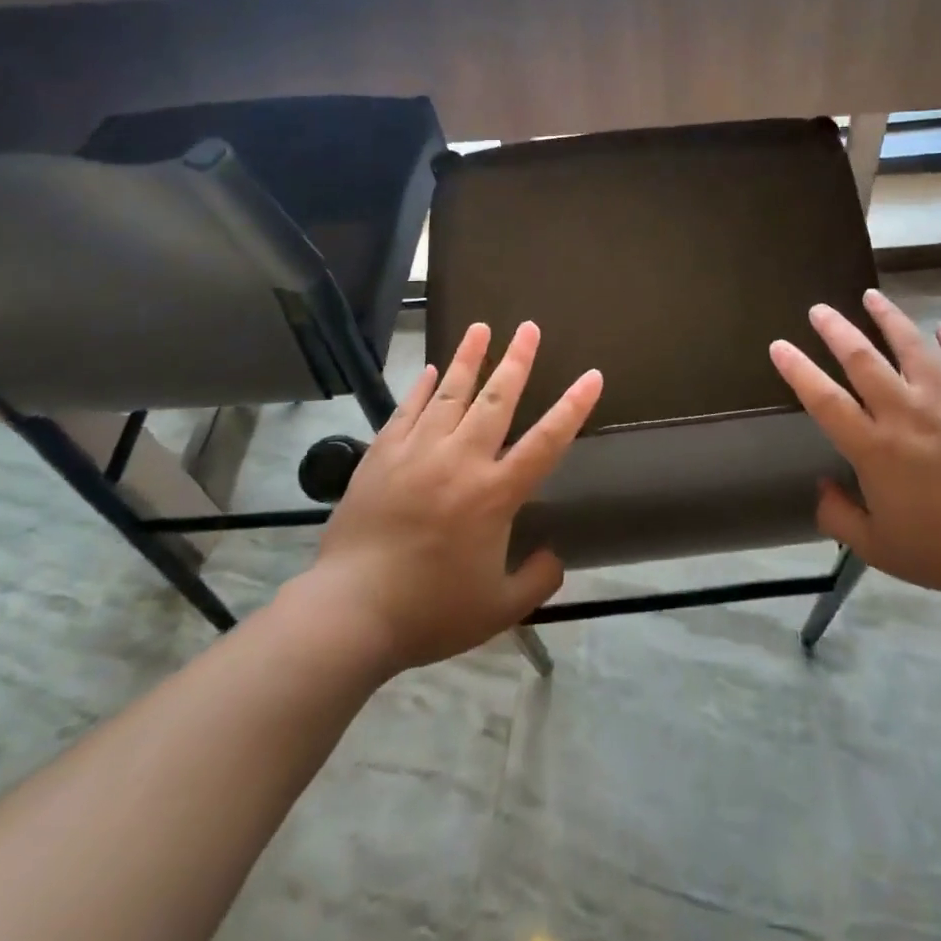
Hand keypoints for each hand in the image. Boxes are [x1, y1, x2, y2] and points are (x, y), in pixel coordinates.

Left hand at [296, 321, 601, 673]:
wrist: (349, 613)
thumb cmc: (430, 612)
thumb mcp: (497, 610)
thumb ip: (535, 580)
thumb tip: (554, 556)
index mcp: (494, 494)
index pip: (546, 441)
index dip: (573, 407)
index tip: (592, 376)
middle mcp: (460, 461)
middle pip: (496, 400)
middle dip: (516, 360)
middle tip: (528, 327)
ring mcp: (417, 453)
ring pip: (450, 395)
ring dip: (468, 358)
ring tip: (480, 327)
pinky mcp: (381, 456)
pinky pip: (406, 411)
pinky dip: (422, 388)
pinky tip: (432, 370)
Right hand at [769, 288, 940, 605]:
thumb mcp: (880, 549)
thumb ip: (840, 517)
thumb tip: (822, 486)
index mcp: (874, 447)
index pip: (824, 399)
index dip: (797, 369)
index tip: (779, 345)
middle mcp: (904, 411)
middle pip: (862, 358)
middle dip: (835, 329)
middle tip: (819, 308)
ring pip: (909, 344)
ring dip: (887, 317)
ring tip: (871, 295)